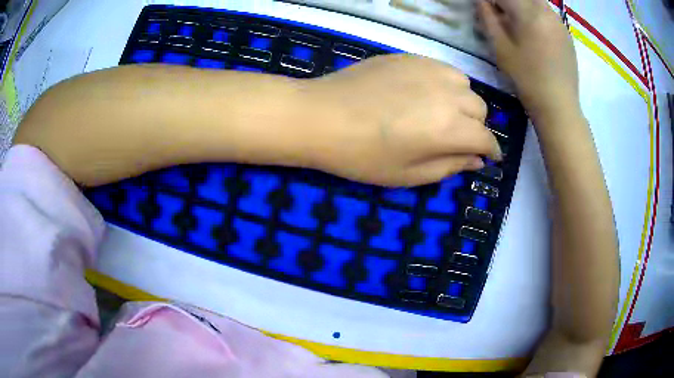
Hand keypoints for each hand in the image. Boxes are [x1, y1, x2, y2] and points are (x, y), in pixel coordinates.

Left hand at [299, 54, 501, 186]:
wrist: (320, 116)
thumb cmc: (361, 155)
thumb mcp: (409, 175)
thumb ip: (449, 166)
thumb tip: (477, 160)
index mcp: (449, 128)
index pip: (486, 138)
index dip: (492, 150)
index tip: (490, 157)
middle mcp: (447, 93)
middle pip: (480, 110)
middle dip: (476, 128)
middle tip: (457, 140)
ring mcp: (428, 70)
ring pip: (465, 86)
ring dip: (463, 103)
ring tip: (443, 115)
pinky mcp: (410, 57)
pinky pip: (443, 69)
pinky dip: (446, 84)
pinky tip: (427, 93)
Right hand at [477, 0, 579, 119]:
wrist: (559, 106)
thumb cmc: (527, 78)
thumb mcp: (501, 48)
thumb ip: (489, 18)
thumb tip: (482, 1)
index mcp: (528, 13)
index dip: (493, 0)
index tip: (488, 8)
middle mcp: (546, 11)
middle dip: (509, 1)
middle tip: (502, 14)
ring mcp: (559, 22)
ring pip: (537, 2)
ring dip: (524, 5)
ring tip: (518, 23)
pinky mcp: (567, 34)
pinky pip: (548, 14)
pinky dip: (537, 14)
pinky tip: (535, 32)